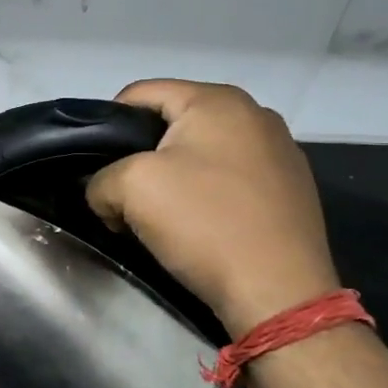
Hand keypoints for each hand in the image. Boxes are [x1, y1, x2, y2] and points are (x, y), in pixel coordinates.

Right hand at [86, 80, 339, 335]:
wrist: (278, 293)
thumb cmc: (203, 223)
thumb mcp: (129, 188)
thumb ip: (100, 179)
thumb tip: (107, 194)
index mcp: (217, 100)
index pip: (139, 94)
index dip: (106, 126)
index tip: (97, 166)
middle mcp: (254, 113)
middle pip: (171, 122)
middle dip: (140, 154)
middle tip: (124, 194)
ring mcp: (280, 151)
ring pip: (200, 152)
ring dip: (172, 177)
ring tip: (161, 214)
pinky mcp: (291, 188)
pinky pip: (229, 177)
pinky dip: (205, 194)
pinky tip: (200, 226)